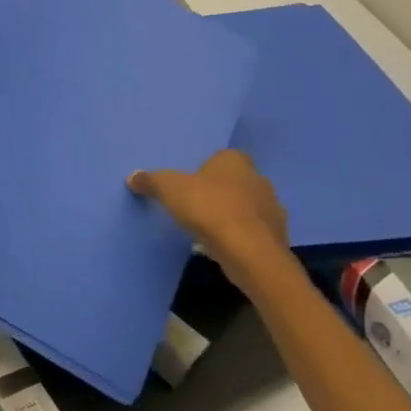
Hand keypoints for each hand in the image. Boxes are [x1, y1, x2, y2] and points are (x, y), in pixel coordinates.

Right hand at [129, 150, 287, 269]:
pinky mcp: (277, 237)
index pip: (222, 157)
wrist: (249, 252)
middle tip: (196, 205)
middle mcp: (259, 179)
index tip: (190, 184)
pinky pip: (253, 232)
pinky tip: (223, 246)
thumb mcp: (169, 189)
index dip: (207, 169)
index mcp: (236, 161)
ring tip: (208, 229)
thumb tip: (133, 176)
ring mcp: (272, 209)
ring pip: (247, 207)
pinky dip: (240, 237)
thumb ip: (151, 181)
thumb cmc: (209, 208)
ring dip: (231, 215)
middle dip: (219, 192)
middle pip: (235, 182)